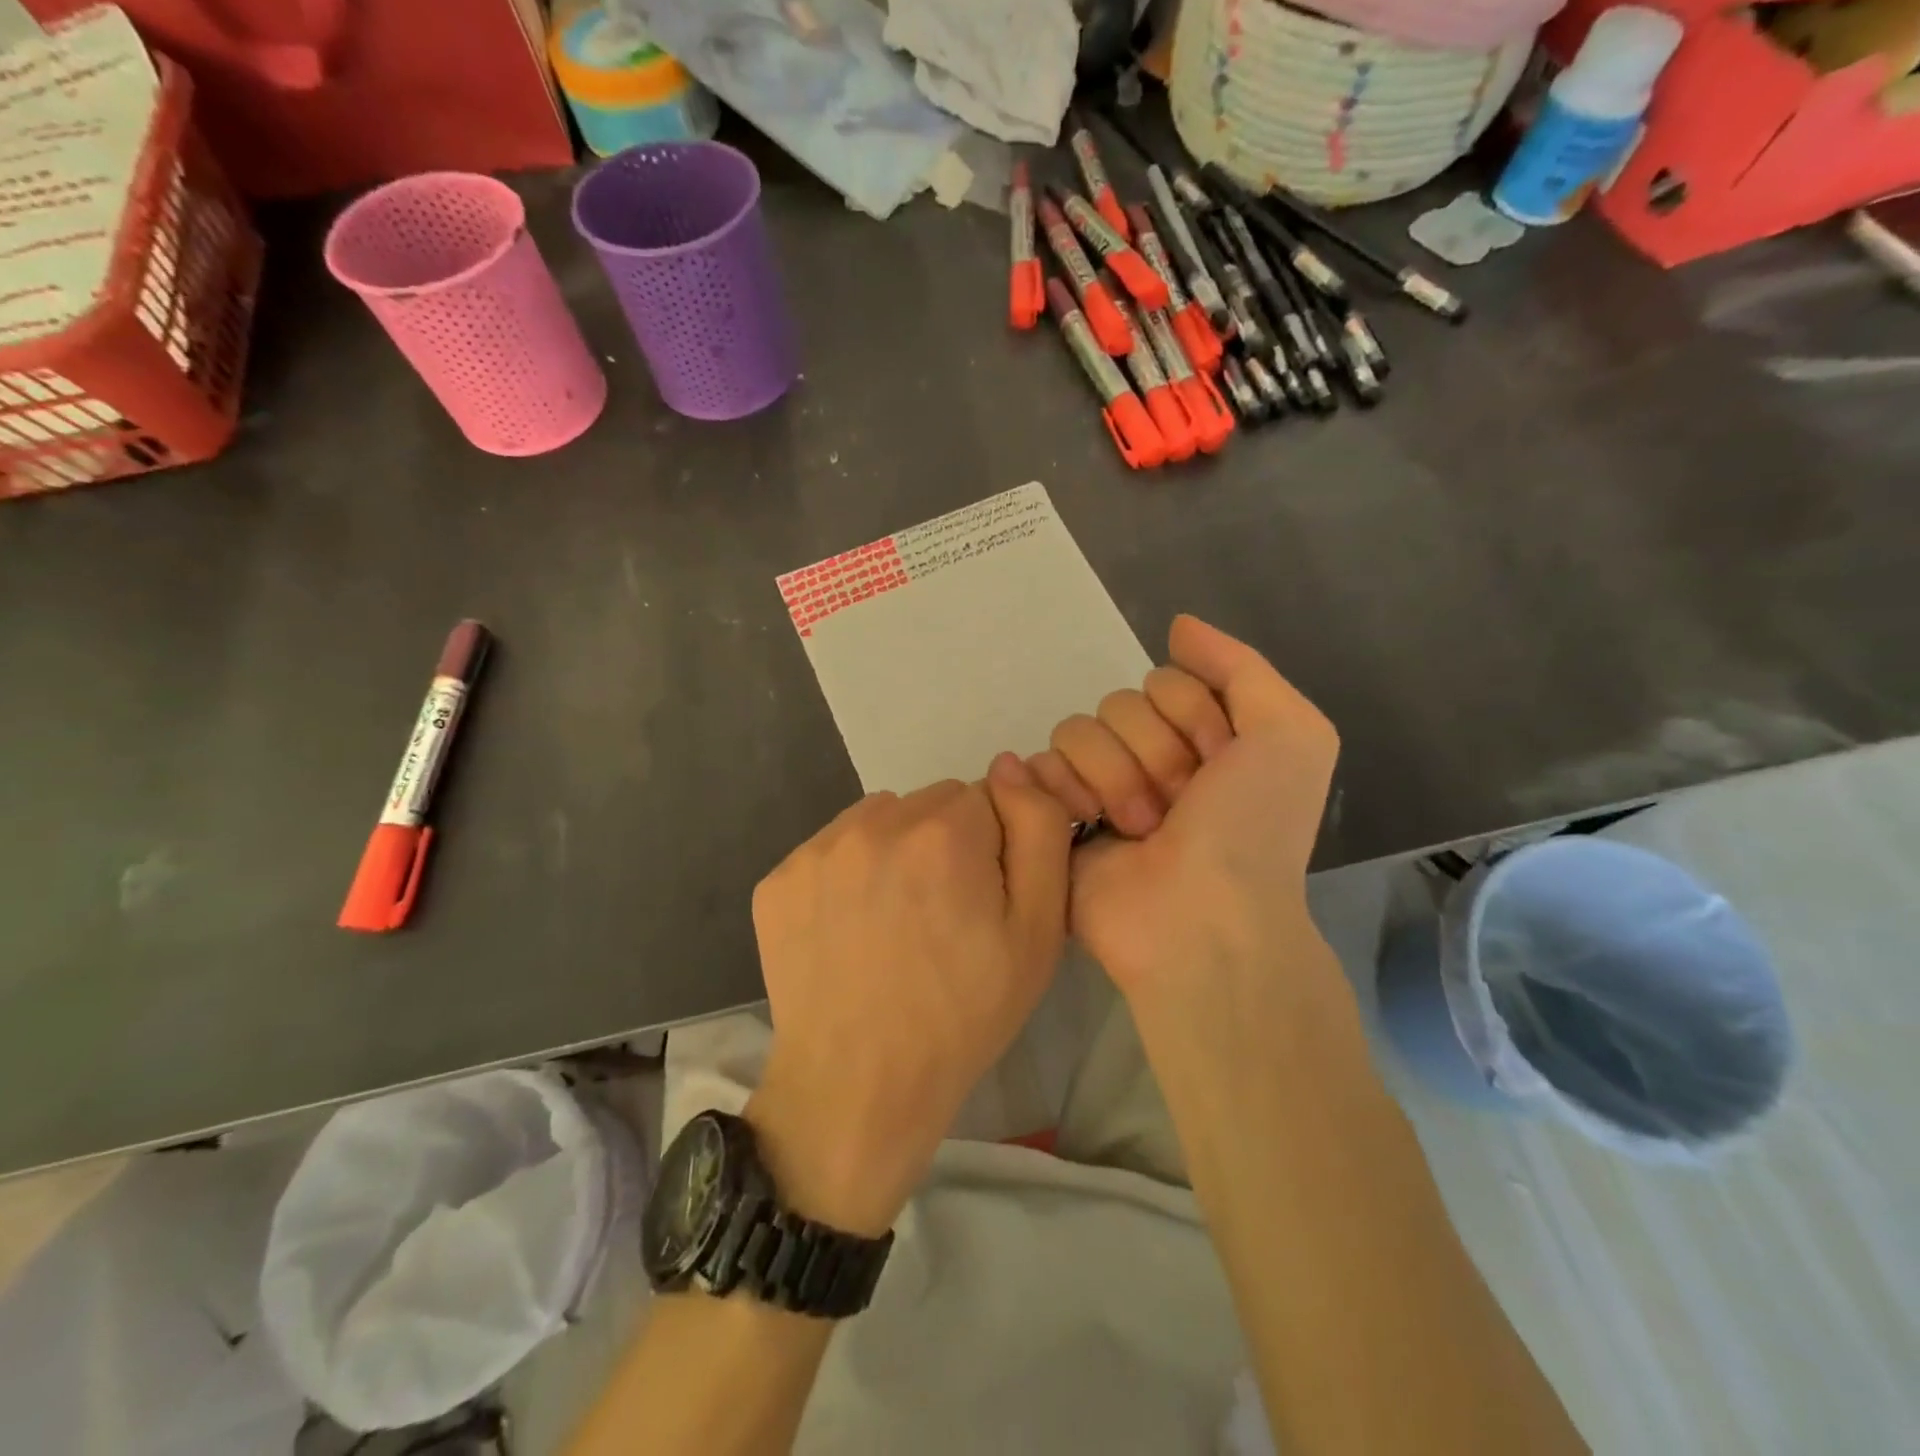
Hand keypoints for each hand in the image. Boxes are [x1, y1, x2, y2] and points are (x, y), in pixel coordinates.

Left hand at [745, 762, 1071, 1235]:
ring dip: (896, 850)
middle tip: (944, 915)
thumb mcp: (1038, 930)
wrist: (860, 1087)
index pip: (986, 798)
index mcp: (943, 832)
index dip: (994, 846)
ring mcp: (816, 849)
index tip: (984, 898)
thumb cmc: (963, 1013)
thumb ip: (1039, 830)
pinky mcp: (778, 880)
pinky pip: (832, 850)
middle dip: (946, 842)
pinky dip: (849, 874)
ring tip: (897, 921)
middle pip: (931, 804)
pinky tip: (853, 929)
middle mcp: (873, 823)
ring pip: (880, 820)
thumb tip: (1012, 764)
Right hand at [1027, 615, 1339, 1005]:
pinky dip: (1062, 791)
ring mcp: (1100, 786)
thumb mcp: (1290, 735)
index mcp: (1203, 738)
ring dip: (1113, 778)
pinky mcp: (1056, 815)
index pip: (1168, 681)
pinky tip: (1087, 824)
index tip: (1219, 766)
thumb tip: (1177, 627)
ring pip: (1077, 729)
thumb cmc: (1251, 829)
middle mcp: (1150, 758)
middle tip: (1176, 807)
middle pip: (1120, 702)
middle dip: (1152, 753)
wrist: (1199, 920)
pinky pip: (1038, 766)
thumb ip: (1241, 667)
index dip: (1193, 719)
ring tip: (1138, 829)